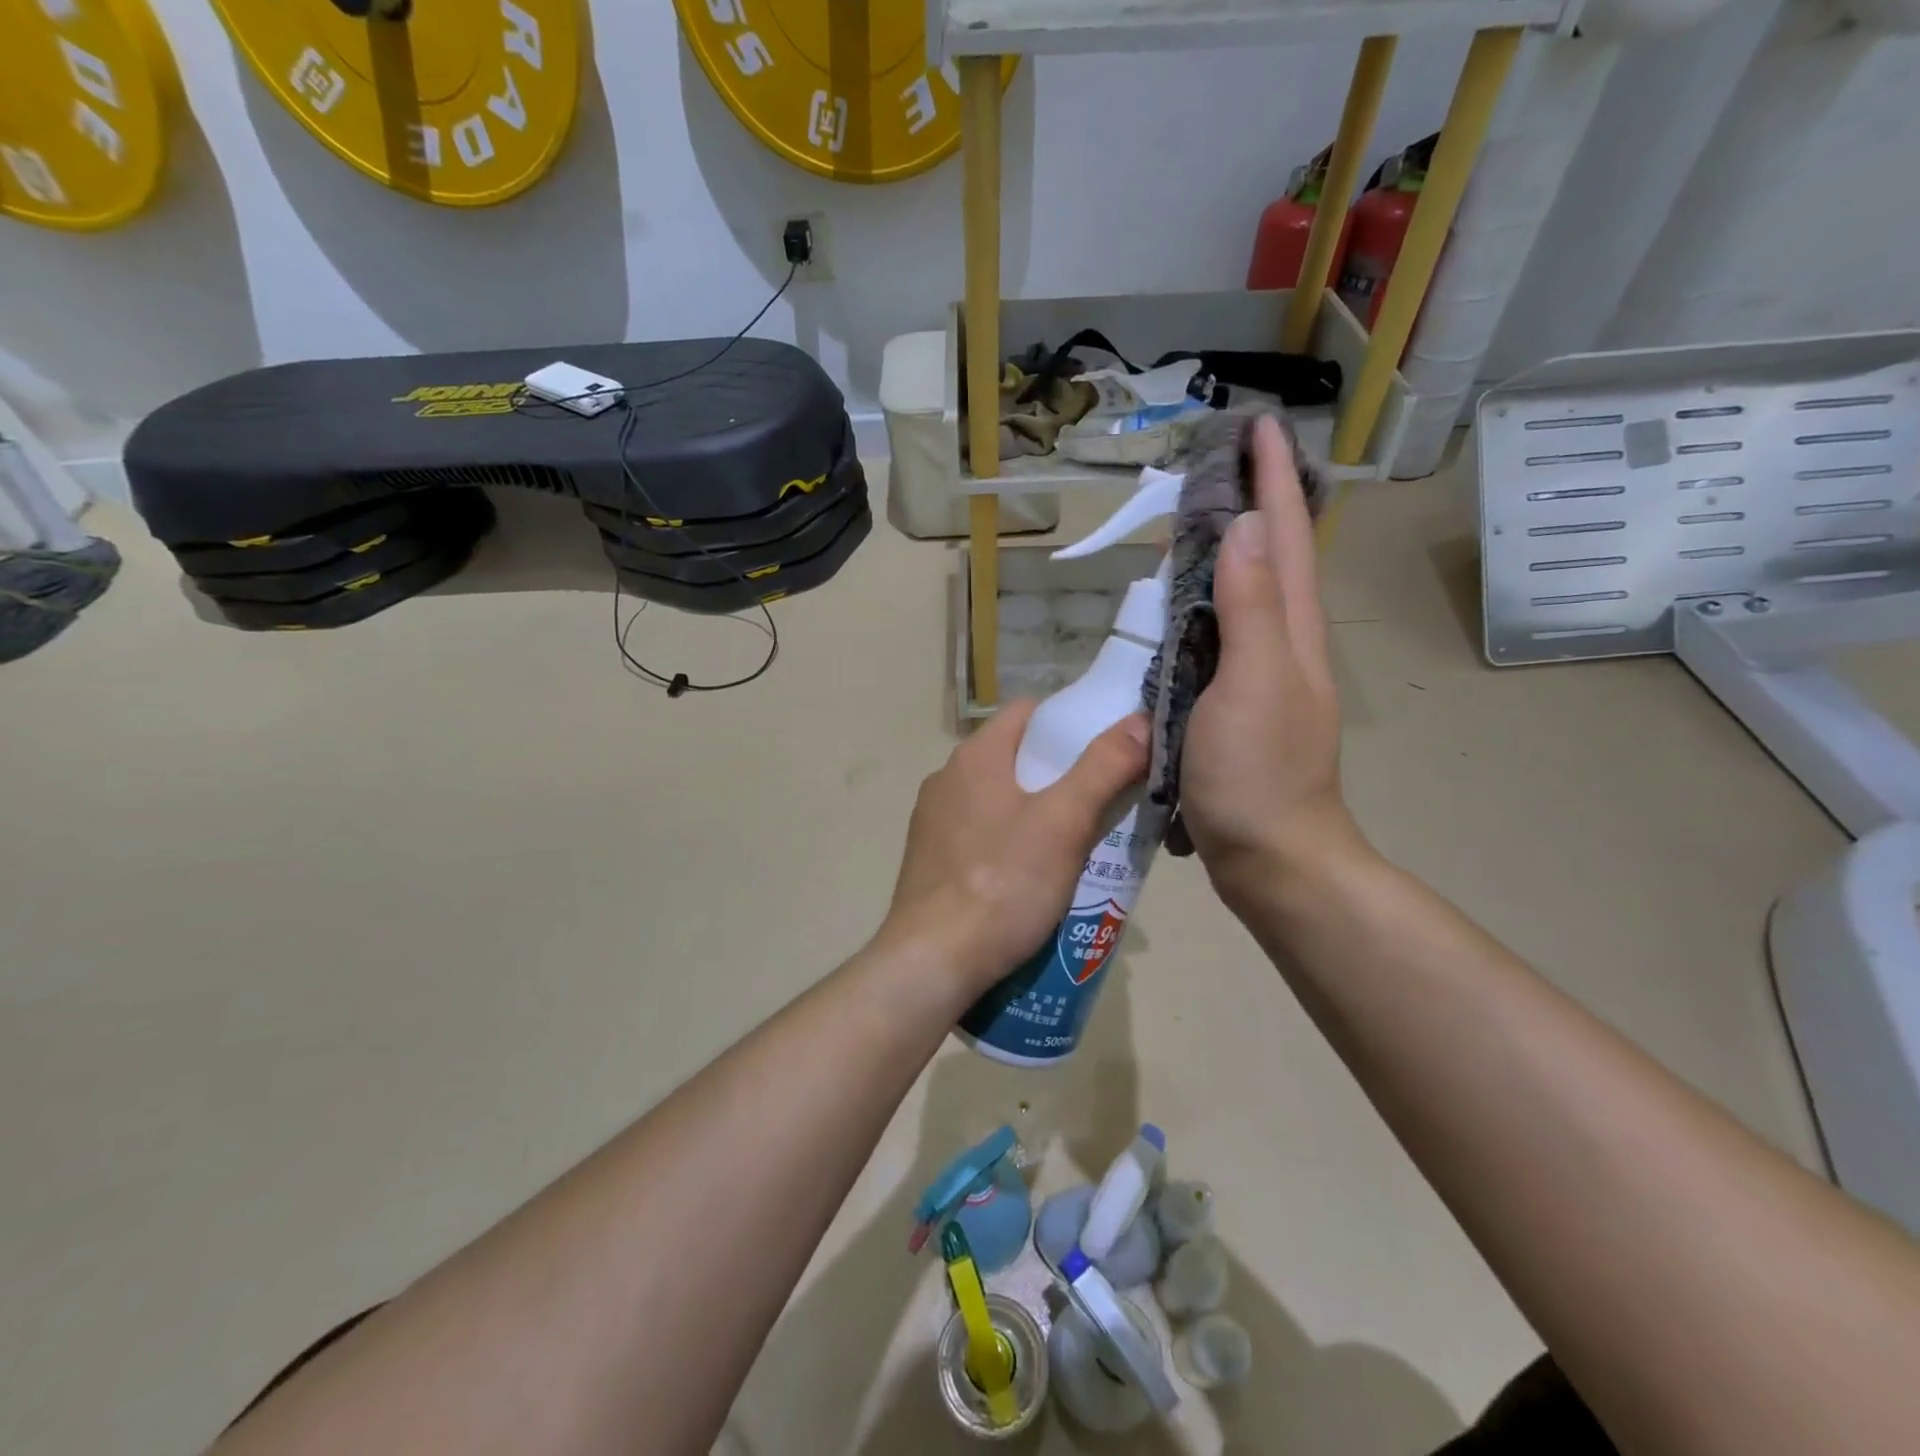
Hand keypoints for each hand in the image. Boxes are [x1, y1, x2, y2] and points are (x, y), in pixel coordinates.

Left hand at [883, 703, 1147, 997]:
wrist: (932, 961)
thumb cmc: (1002, 884)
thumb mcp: (1064, 823)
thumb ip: (1104, 767)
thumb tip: (1140, 718)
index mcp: (975, 756)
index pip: (1029, 712)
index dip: (1070, 722)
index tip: (1108, 749)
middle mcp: (947, 778)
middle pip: (1016, 757)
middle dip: (1061, 775)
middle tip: (1103, 804)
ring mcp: (933, 821)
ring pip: (1000, 799)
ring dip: (1037, 812)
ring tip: (1077, 845)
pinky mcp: (930, 859)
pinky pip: (982, 834)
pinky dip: (1011, 842)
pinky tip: (1032, 877)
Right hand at [1179, 414, 1362, 907]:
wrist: (1272, 856)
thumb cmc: (1259, 774)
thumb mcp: (1252, 685)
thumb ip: (1251, 606)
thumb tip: (1247, 525)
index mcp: (1292, 631)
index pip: (1287, 536)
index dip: (1274, 478)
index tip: (1257, 425)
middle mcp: (1283, 643)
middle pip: (1275, 556)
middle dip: (1257, 500)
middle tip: (1222, 460)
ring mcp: (1262, 675)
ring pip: (1250, 592)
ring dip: (1233, 546)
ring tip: (1201, 513)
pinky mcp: (1237, 703)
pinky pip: (1224, 633)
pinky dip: (1209, 600)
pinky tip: (1187, 601)